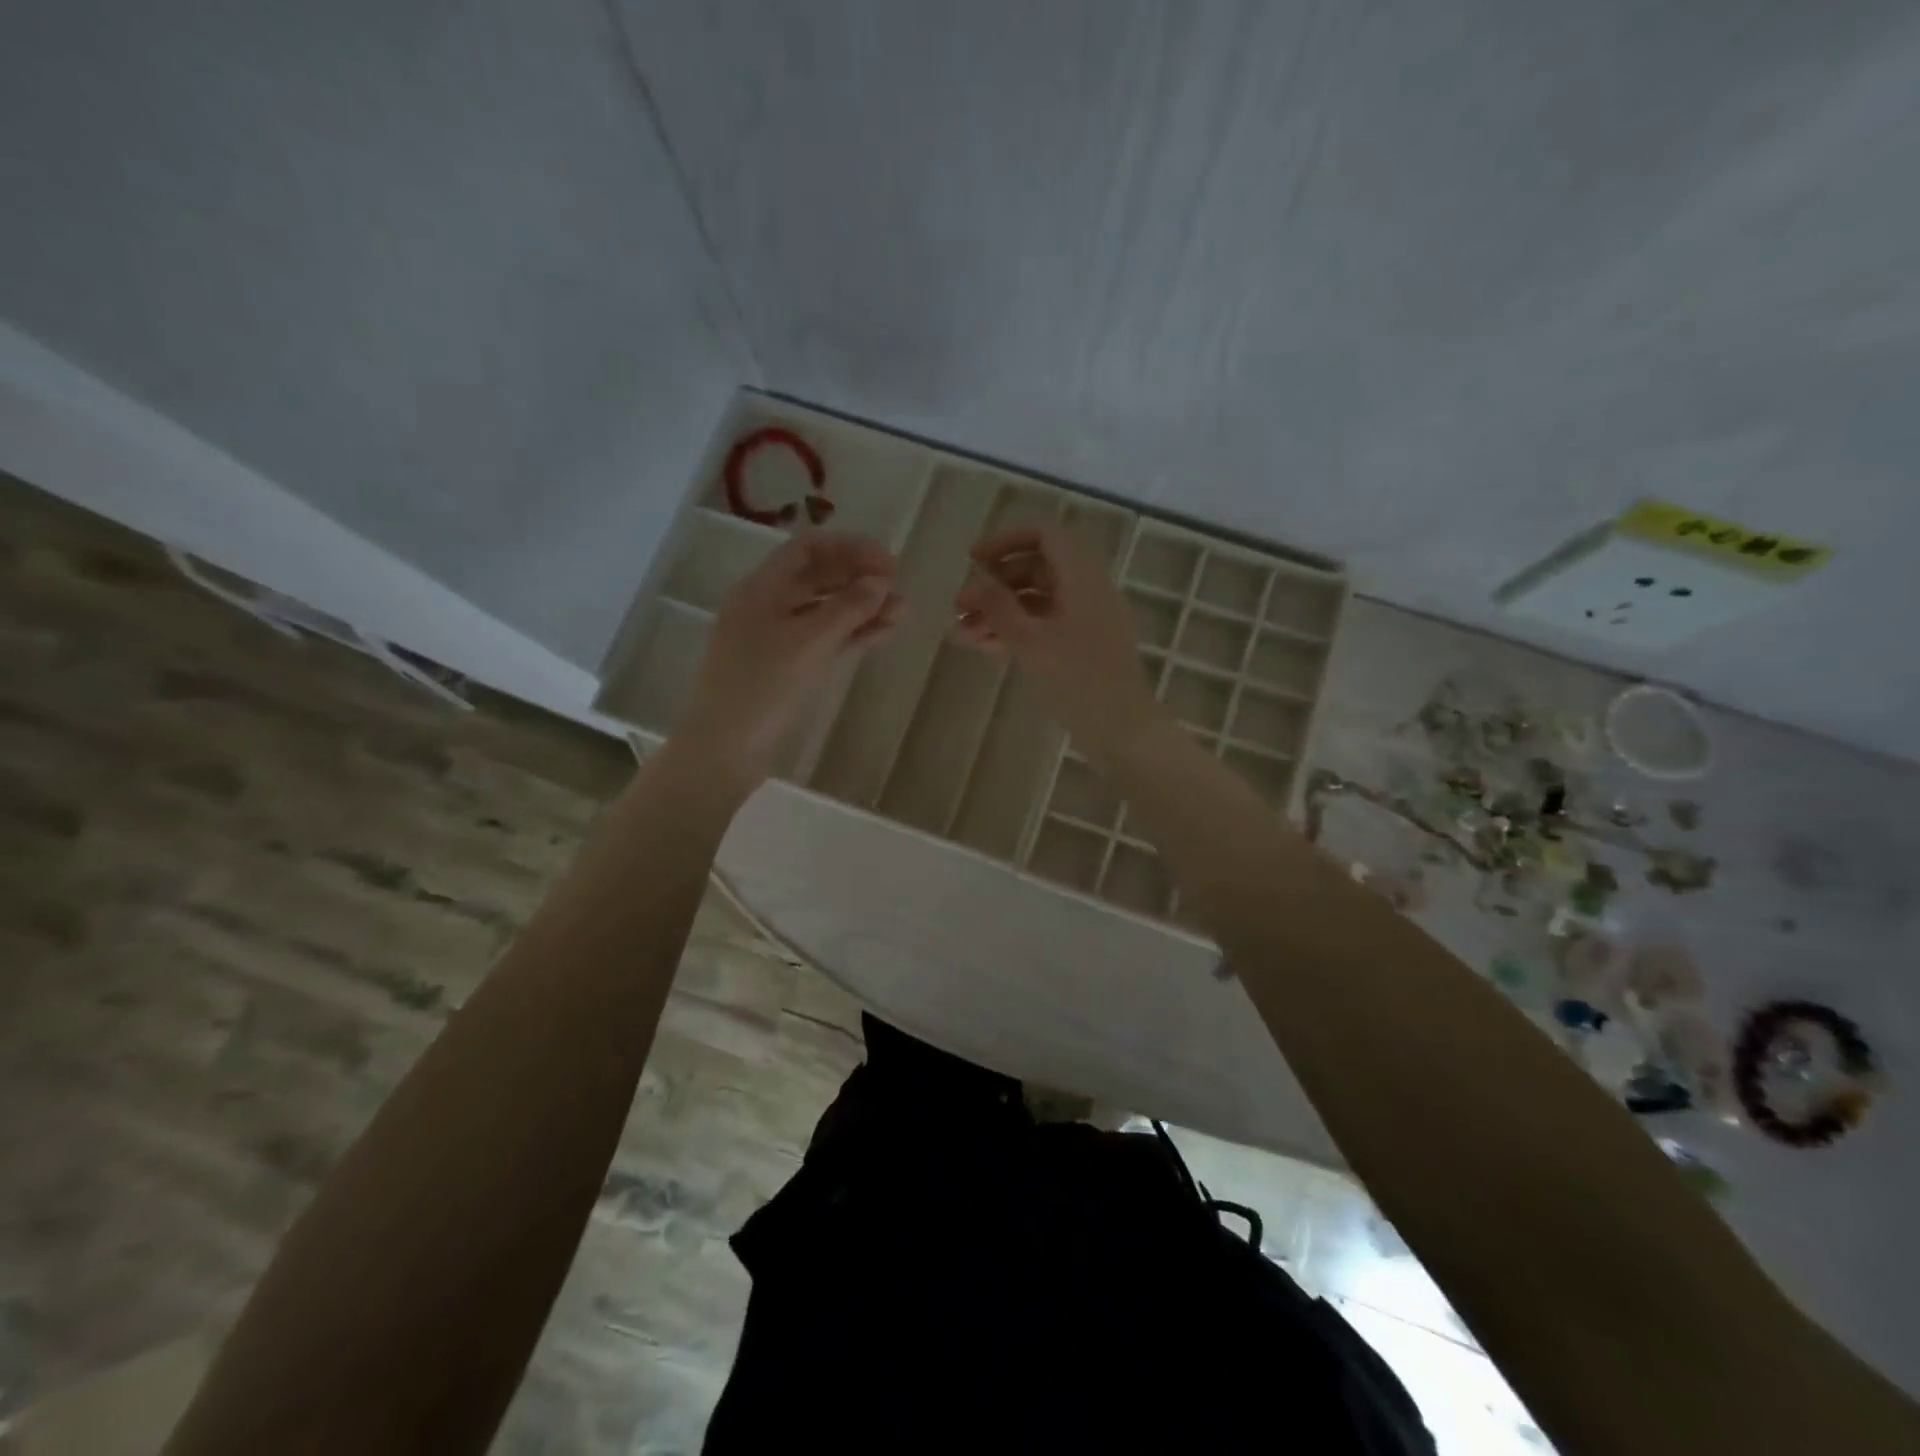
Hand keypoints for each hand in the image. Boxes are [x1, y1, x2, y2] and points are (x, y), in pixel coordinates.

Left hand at [679, 532, 900, 788]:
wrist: (725, 748)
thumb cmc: (762, 686)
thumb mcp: (809, 642)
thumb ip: (848, 607)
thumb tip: (880, 581)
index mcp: (761, 587)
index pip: (809, 548)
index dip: (851, 549)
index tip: (889, 564)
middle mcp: (766, 605)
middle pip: (818, 577)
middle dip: (859, 579)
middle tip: (898, 588)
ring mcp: (775, 638)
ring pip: (823, 612)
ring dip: (861, 609)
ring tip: (902, 614)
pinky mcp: (784, 668)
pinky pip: (822, 640)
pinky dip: (851, 635)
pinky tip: (882, 634)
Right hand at [953, 525, 1163, 761]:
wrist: (1120, 729)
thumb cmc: (1075, 680)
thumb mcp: (1029, 641)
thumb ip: (999, 606)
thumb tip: (976, 580)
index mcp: (1082, 577)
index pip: (1044, 536)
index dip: (1005, 542)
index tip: (971, 561)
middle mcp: (1087, 590)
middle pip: (1036, 570)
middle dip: (994, 585)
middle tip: (959, 607)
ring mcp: (1087, 619)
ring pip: (1037, 602)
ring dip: (999, 612)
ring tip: (961, 634)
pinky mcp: (1083, 646)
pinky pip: (1046, 625)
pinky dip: (1016, 631)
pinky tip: (985, 647)